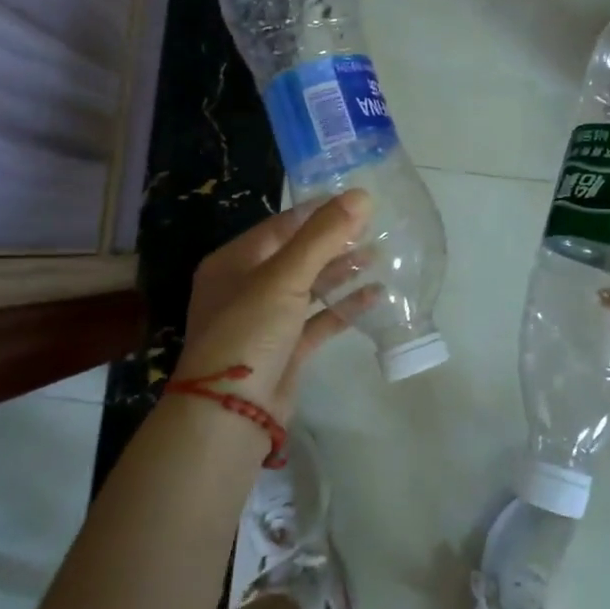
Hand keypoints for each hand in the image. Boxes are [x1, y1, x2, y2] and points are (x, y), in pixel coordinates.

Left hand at [175, 192, 373, 422]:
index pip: (280, 226)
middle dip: (334, 242)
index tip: (355, 200)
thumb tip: (361, 194)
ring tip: (380, 256)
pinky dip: (344, 308)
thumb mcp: (284, 277)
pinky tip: (375, 295)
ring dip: (342, 273)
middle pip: (297, 255)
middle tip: (374, 228)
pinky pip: (319, 320)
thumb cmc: (249, 332)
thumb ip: (323, 235)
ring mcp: (266, 320)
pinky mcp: (286, 349)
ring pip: (310, 287)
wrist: (230, 414)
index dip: (317, 212)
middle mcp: (246, 287)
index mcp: (233, 263)